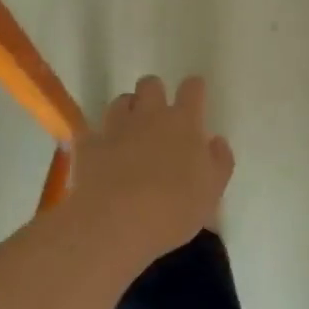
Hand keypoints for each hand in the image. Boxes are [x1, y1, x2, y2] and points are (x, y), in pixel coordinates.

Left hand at [68, 75, 234, 259]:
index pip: (192, 88)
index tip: (195, 94)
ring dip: (127, 111)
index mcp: (183, 122)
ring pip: (120, 101)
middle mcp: (149, 115)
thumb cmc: (174, 208)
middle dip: (155, 92)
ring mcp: (116, 127)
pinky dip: (99, 140)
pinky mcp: (89, 145)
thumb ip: (219, 161)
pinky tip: (102, 155)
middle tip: (159, 115)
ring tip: (130, 132)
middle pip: (151, 84)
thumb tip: (216, 141)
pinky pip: (93, 132)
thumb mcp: (212, 191)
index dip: (194, 88)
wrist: (117, 224)